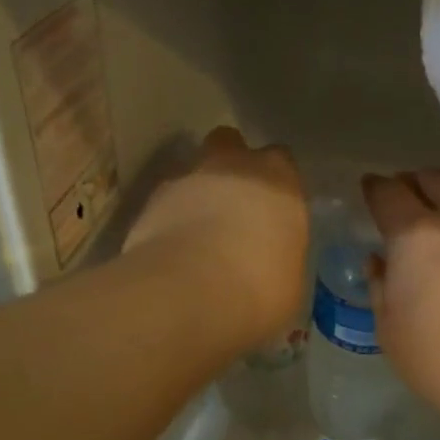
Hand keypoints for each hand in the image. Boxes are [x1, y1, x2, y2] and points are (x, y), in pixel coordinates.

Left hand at [125, 127, 307, 350]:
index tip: (273, 211)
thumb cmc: (260, 288)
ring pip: (192, 171)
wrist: (188, 292)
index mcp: (280, 179)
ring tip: (198, 235)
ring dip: (196, 194)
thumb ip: (282, 257)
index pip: (282, 162)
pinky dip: (169, 219)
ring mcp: (186, 178)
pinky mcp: (149, 201)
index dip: (276, 184)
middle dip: (231, 168)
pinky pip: (164, 202)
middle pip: (230, 146)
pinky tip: (173, 251)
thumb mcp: (291, 282)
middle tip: (234, 208)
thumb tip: (272, 264)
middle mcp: (233, 165)